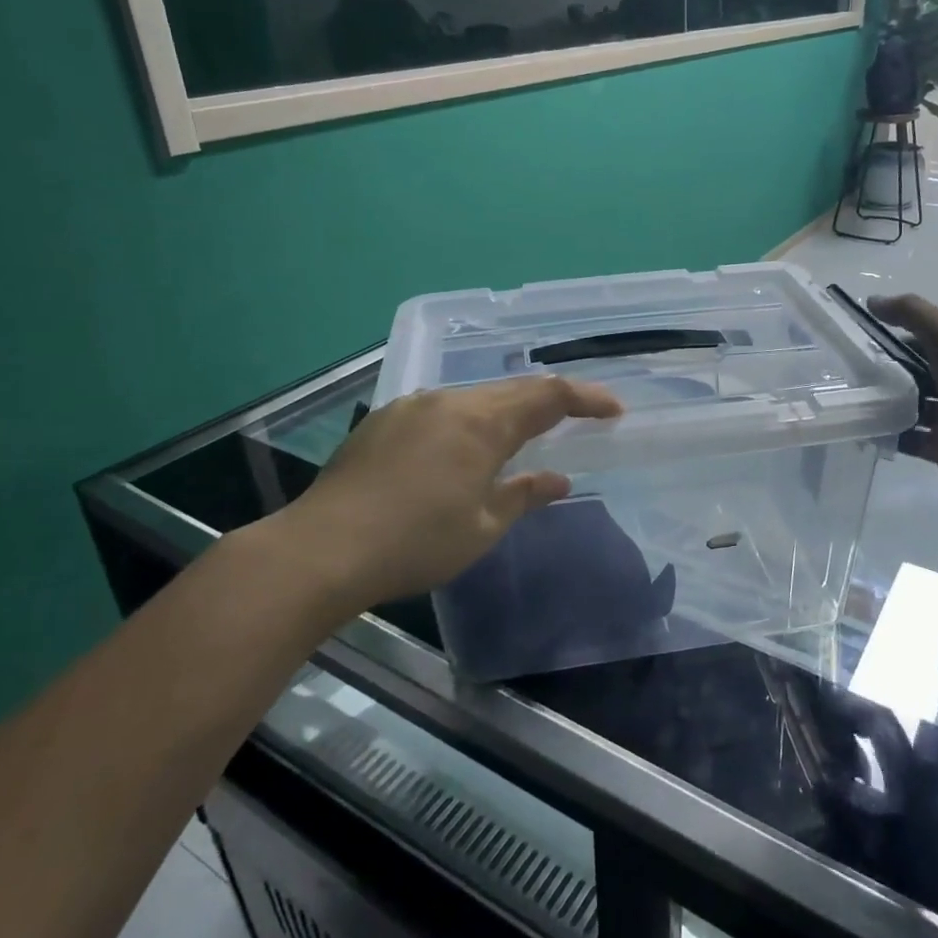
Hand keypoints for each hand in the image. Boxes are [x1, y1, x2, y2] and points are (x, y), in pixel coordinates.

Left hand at [253, 376, 621, 613]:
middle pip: (512, 389)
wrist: (324, 549)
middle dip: (550, 400)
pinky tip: (463, 446)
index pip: (548, 396)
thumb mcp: (483, 527)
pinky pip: (442, 408)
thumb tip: (559, 479)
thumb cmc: (417, 543)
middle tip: (578, 416)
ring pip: (474, 397)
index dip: (586, 398)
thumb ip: (524, 494)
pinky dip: (469, 419)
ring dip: (506, 410)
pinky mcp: (384, 420)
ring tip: (523, 433)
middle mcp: (449, 401)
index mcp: (482, 423)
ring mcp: (412, 406)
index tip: (614, 409)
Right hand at [867, 294, 937, 501]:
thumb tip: (872, 301)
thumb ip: (912, 314)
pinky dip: (889, 435)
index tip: (863, 340)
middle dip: (887, 373)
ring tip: (852, 400)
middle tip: (849, 373)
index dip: (897, 337)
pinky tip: (865, 428)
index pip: (927, 341)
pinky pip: (910, 440)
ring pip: (911, 407)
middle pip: (916, 375)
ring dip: (885, 404)